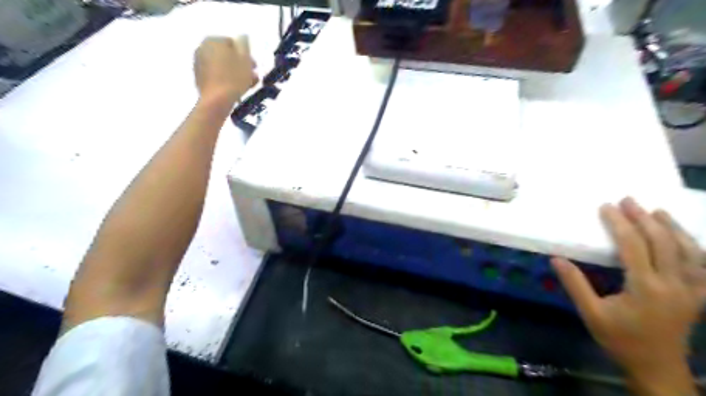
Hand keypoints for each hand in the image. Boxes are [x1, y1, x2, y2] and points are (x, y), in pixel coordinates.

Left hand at [193, 35, 257, 105]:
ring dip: (234, 73)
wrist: (217, 101)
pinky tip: (235, 89)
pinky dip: (226, 80)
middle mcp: (202, 48)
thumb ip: (244, 45)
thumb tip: (242, 38)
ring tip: (247, 85)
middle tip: (252, 76)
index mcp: (213, 40)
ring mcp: (198, 64)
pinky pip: (216, 76)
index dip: (246, 54)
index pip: (233, 43)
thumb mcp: (245, 60)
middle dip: (240, 64)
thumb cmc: (234, 78)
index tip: (254, 66)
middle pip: (226, 55)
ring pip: (222, 66)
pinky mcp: (199, 78)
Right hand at [551, 199, 705, 386]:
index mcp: (645, 287)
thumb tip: (557, 259)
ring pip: (690, 251)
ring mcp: (692, 290)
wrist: (657, 368)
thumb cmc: (620, 340)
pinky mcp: (699, 296)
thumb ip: (575, 284)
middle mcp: (674, 284)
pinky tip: (687, 239)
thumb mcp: (591, 314)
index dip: (619, 224)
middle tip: (628, 200)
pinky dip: (696, 248)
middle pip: (663, 243)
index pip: (634, 246)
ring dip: (673, 228)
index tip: (606, 207)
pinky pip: (704, 267)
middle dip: (644, 219)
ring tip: (658, 211)